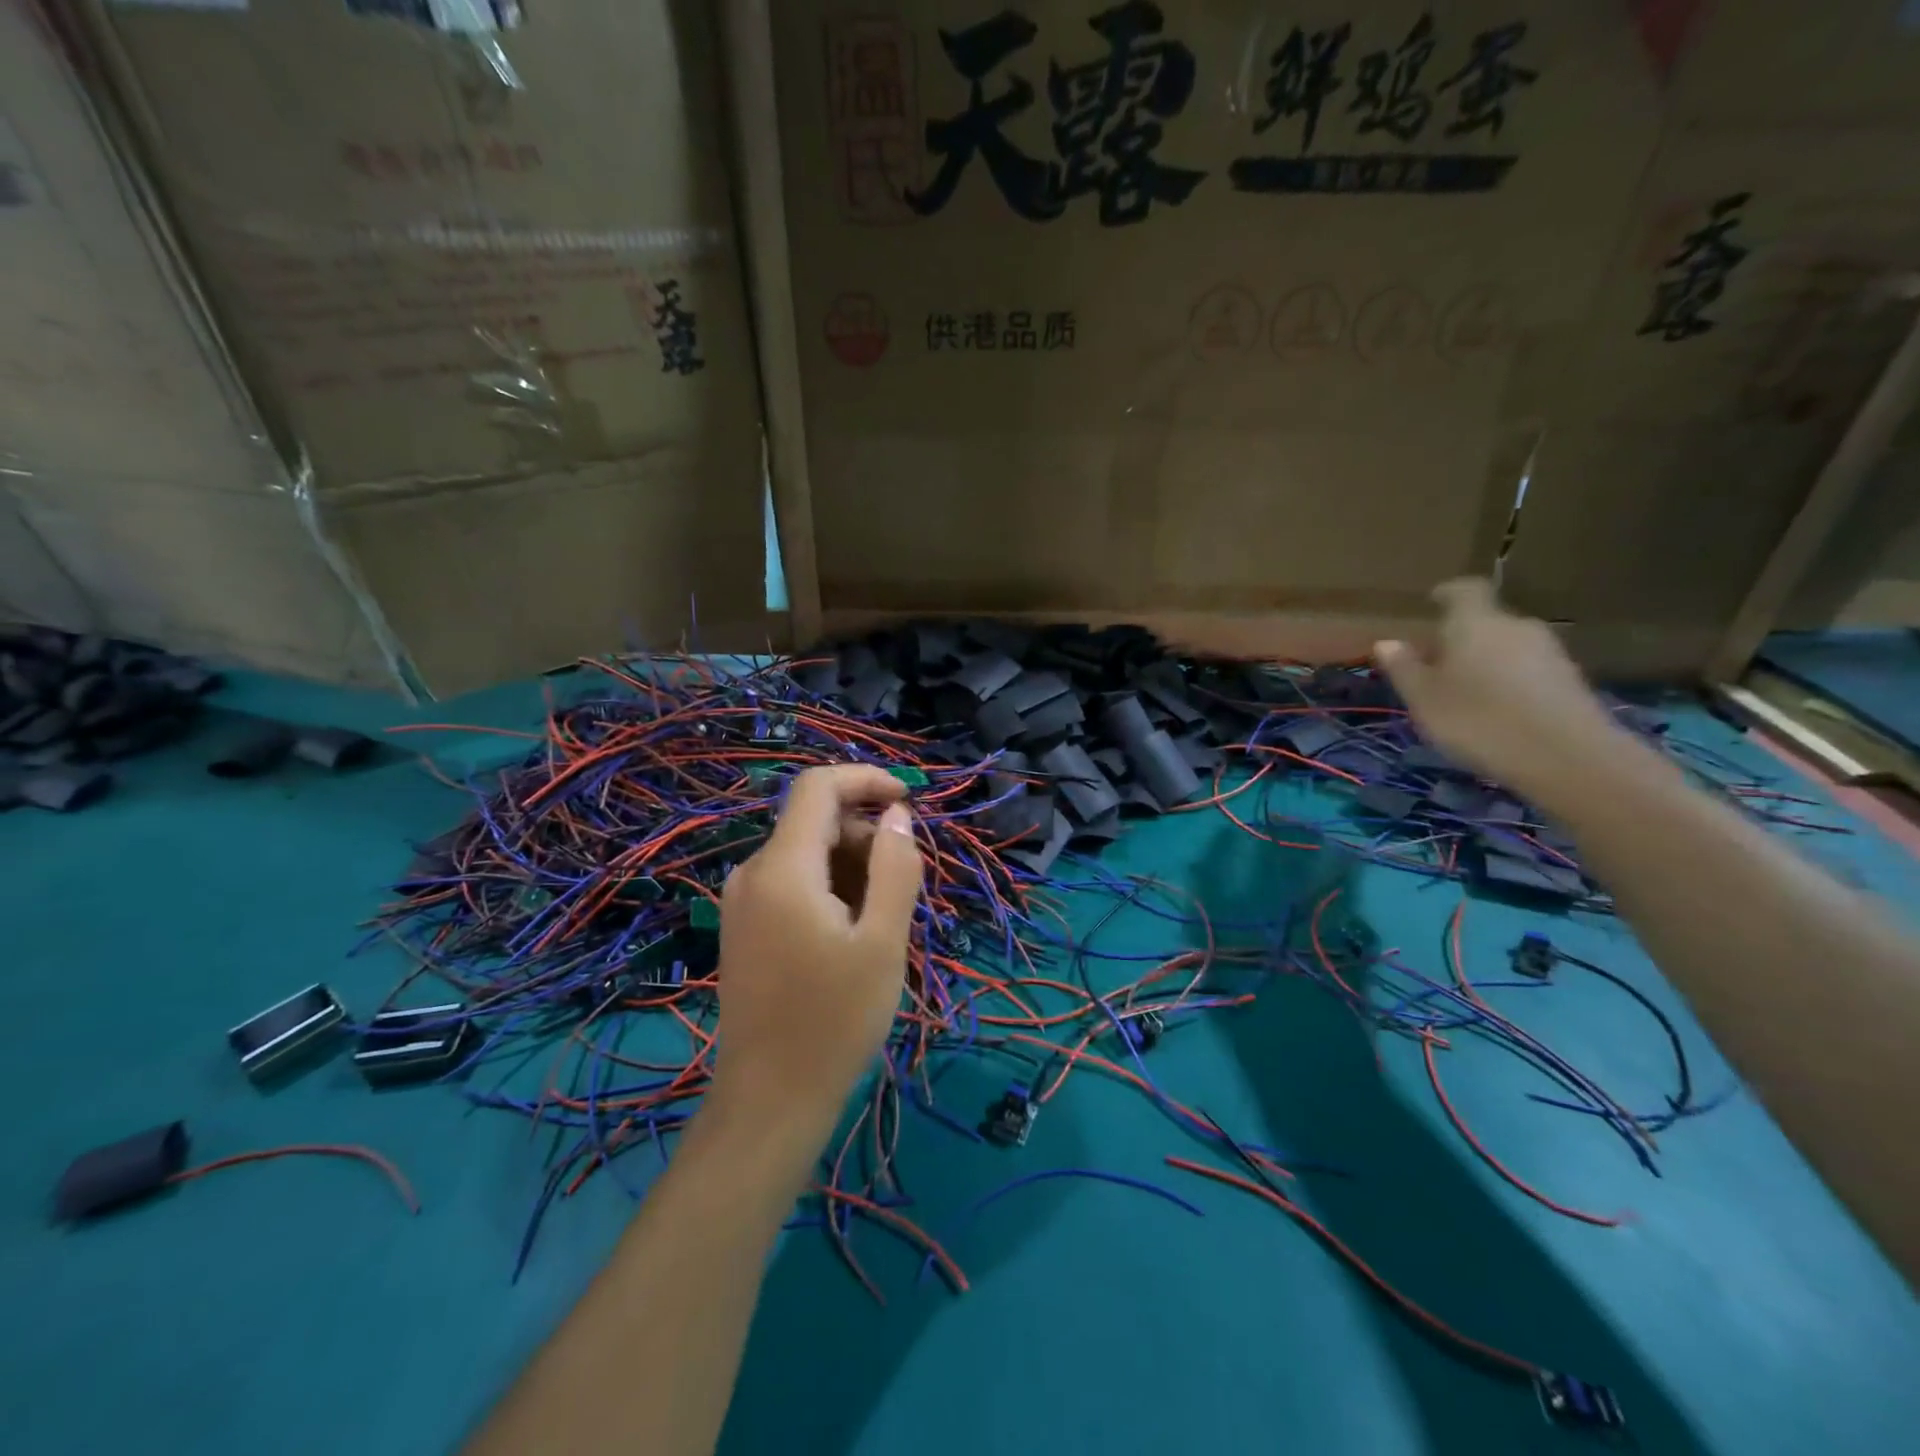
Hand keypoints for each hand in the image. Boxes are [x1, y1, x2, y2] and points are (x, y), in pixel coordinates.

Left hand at [708, 765, 923, 1141]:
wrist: (770, 1099)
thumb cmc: (835, 1020)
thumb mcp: (883, 941)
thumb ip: (894, 868)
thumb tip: (897, 815)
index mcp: (783, 869)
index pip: (817, 787)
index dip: (864, 780)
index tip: (908, 801)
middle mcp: (753, 873)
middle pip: (814, 821)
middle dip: (865, 835)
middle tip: (904, 887)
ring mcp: (743, 901)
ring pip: (806, 853)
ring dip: (852, 866)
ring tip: (882, 920)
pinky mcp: (745, 926)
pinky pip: (793, 881)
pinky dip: (830, 887)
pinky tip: (852, 933)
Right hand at [1374, 578, 1619, 799]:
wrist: (1567, 757)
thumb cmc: (1477, 720)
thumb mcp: (1423, 699)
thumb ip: (1404, 668)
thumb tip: (1387, 642)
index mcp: (1475, 622)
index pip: (1464, 590)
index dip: (1447, 593)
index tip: (1432, 601)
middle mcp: (1515, 626)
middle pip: (1486, 621)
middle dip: (1462, 636)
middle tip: (1437, 662)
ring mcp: (1549, 652)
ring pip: (1507, 647)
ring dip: (1486, 661)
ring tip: (1465, 692)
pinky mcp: (1570, 680)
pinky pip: (1527, 671)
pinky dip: (1509, 682)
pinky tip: (1497, 711)